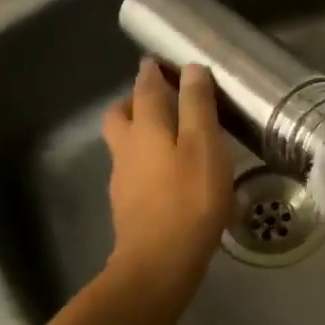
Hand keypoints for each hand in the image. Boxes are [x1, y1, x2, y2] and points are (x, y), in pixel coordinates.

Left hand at [100, 59, 231, 305]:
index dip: (151, 73)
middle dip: (134, 102)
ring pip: (124, 144)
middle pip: (120, 115)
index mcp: (145, 128)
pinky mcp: (128, 206)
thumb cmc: (189, 199)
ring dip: (140, 132)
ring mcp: (122, 180)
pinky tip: (169, 176)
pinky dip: (147, 162)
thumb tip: (190, 69)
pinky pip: (134, 171)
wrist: (159, 262)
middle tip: (158, 99)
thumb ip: (197, 106)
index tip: (158, 62)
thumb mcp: (204, 145)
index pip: (144, 89)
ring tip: (170, 137)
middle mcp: (126, 149)